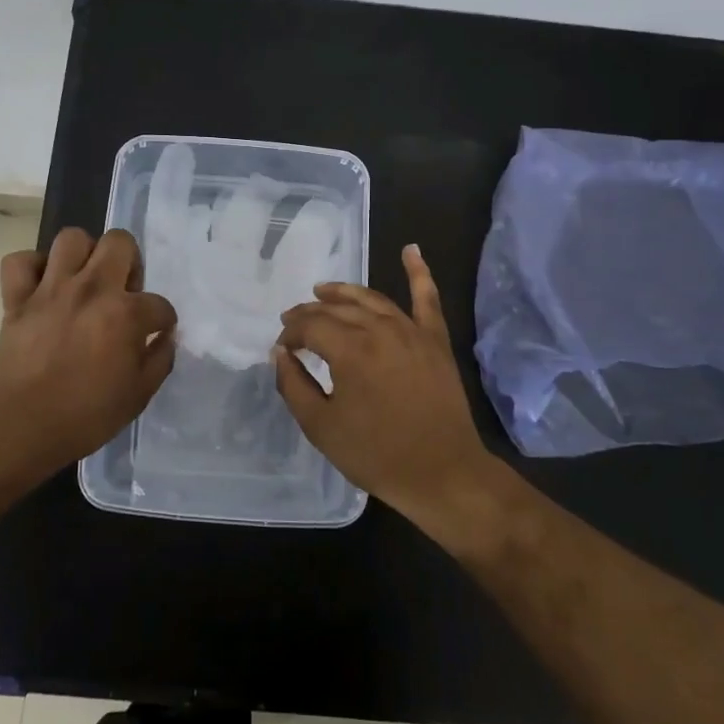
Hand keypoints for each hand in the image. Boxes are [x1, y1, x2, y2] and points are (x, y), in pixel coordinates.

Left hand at [0, 227, 176, 468]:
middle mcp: (91, 289)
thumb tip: (165, 337)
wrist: (21, 428)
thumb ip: (159, 360)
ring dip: (83, 254)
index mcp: (126, 314)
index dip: (162, 320)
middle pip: (119, 242)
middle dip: (130, 261)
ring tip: (84, 279)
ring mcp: (51, 289)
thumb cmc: (85, 416)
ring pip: (71, 238)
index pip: (159, 304)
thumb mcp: (138, 395)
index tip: (156, 333)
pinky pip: (19, 261)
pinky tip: (43, 286)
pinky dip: (32, 268)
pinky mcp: (16, 298)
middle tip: (123, 291)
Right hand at [274, 244, 495, 535]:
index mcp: (350, 350)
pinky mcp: (435, 340)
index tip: (282, 349)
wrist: (443, 474)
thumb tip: (280, 354)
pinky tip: (411, 249)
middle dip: (310, 312)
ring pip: (371, 299)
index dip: (291, 333)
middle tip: (293, 321)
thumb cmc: (377, 454)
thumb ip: (294, 385)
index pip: (310, 326)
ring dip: (344, 292)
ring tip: (323, 290)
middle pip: (337, 309)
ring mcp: (412, 331)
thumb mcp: (321, 427)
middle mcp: (380, 329)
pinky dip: (419, 272)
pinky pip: (427, 298)